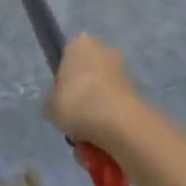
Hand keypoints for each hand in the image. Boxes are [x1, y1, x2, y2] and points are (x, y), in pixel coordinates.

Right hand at [45, 33, 141, 148]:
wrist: (117, 124)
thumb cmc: (76, 103)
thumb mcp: (49, 105)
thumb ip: (53, 100)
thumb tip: (61, 104)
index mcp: (80, 43)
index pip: (67, 53)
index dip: (62, 76)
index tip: (60, 95)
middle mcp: (104, 50)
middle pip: (86, 74)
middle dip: (81, 96)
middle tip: (72, 118)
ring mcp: (122, 72)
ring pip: (100, 95)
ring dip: (94, 114)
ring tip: (85, 138)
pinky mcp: (136, 94)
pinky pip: (114, 109)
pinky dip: (108, 124)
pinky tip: (100, 142)